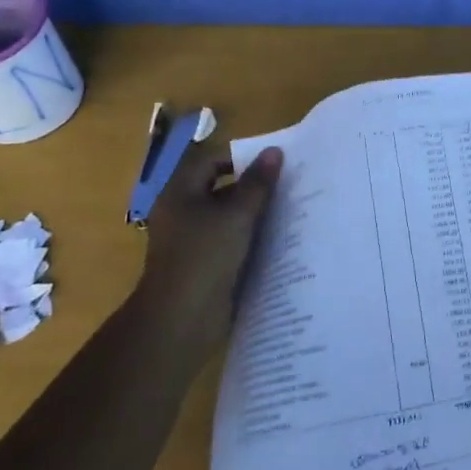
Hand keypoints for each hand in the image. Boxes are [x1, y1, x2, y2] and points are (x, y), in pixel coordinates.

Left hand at [139, 140, 282, 333]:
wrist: (182, 318)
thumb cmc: (205, 256)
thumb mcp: (237, 214)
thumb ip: (258, 183)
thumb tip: (274, 151)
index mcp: (180, 193)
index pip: (212, 162)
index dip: (242, 159)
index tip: (274, 164)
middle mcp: (182, 213)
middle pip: (221, 189)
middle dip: (253, 188)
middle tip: (288, 186)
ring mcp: (191, 241)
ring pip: (228, 218)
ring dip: (254, 215)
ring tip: (290, 211)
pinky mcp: (203, 265)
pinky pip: (230, 242)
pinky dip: (250, 239)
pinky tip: (277, 241)